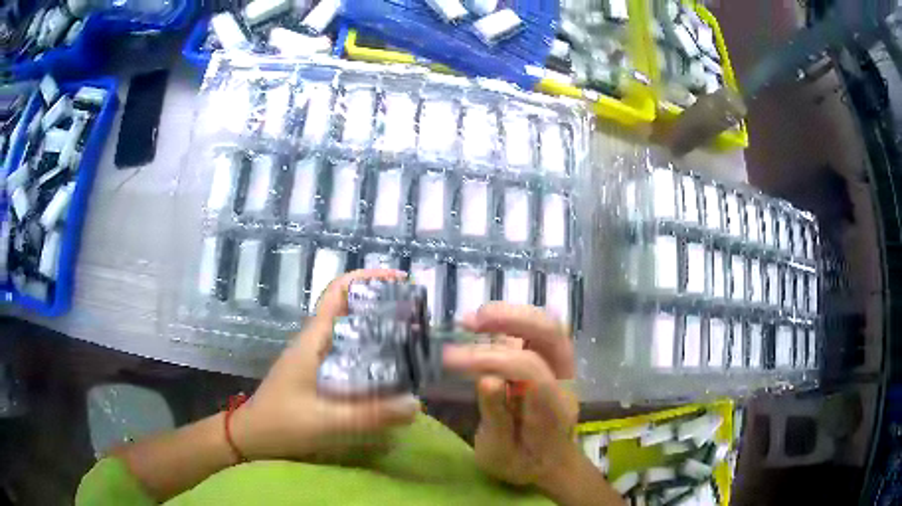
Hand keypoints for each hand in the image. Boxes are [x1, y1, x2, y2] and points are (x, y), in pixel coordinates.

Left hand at [231, 269, 419, 460]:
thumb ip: (368, 415)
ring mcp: (316, 356)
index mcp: (313, 340)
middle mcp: (316, 341)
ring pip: (351, 331)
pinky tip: (390, 371)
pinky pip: (349, 353)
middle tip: (418, 317)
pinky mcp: (318, 372)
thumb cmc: (282, 423)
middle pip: (350, 308)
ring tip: (412, 342)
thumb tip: (415, 404)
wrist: (252, 435)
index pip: (338, 293)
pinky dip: (371, 353)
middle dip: (383, 305)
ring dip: (379, 330)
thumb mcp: (325, 421)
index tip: (400, 281)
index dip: (367, 278)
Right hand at [443, 303, 578, 488]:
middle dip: (511, 319)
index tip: (451, 360)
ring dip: (510, 316)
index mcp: (553, 408)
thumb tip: (487, 378)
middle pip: (552, 334)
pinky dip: (510, 323)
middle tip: (470, 322)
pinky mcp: (551, 364)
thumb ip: (496, 417)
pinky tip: (483, 327)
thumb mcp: (500, 453)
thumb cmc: (522, 464)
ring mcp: (562, 369)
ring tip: (471, 320)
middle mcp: (564, 381)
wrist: (550, 465)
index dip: (491, 358)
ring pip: (547, 327)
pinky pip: (536, 334)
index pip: (530, 368)